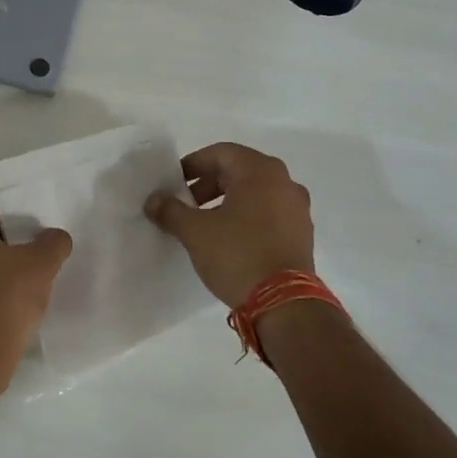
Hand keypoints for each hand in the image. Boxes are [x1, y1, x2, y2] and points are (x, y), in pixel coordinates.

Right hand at [145, 143, 315, 307]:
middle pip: (238, 171)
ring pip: (254, 193)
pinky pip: (268, 213)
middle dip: (208, 185)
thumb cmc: (237, 254)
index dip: (192, 165)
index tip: (173, 184)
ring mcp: (297, 208)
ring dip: (226, 202)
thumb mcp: (195, 231)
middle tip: (185, 204)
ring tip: (204, 224)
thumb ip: (171, 210)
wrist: (283, 304)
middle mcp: (284, 182)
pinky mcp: (302, 233)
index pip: (220, 153)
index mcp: (260, 171)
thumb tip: (153, 200)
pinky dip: (246, 217)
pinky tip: (229, 239)